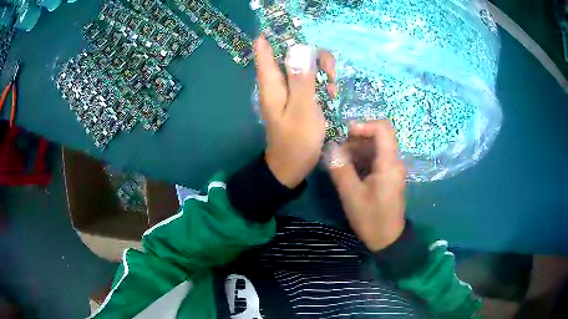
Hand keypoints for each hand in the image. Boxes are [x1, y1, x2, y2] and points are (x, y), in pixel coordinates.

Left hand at [254, 36, 335, 188]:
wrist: (291, 167)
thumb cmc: (296, 141)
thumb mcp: (302, 110)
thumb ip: (301, 79)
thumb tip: (298, 48)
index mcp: (271, 83)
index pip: (264, 48)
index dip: (274, 33)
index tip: (292, 25)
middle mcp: (277, 82)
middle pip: (290, 53)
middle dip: (312, 56)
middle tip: (328, 73)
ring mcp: (287, 89)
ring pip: (303, 65)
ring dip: (320, 70)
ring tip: (331, 88)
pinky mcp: (297, 97)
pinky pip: (308, 79)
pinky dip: (320, 82)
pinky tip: (330, 93)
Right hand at [326, 120, 405, 250]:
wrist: (387, 238)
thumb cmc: (371, 218)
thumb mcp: (352, 195)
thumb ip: (341, 169)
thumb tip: (331, 147)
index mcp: (389, 163)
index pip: (383, 129)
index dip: (364, 125)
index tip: (346, 134)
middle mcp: (394, 161)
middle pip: (380, 135)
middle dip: (358, 138)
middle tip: (341, 150)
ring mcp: (392, 168)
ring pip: (377, 146)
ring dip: (358, 148)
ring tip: (342, 161)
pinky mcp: (388, 176)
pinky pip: (376, 158)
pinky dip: (362, 158)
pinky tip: (350, 169)